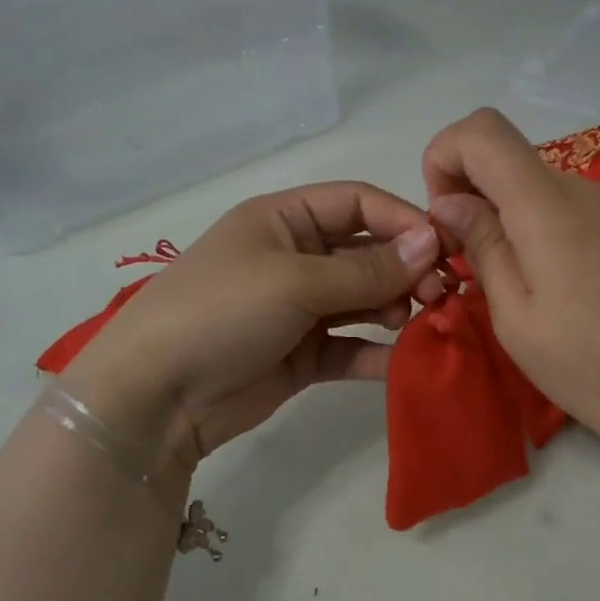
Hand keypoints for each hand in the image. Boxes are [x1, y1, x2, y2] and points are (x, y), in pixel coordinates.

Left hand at [62, 182, 439, 476]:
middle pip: (366, 253)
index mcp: (284, 220)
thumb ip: (366, 270)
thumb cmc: (221, 312)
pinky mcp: (302, 356)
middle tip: (437, 295)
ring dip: (395, 309)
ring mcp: (299, 310)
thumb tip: (431, 244)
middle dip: (405, 269)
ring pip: (363, 301)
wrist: (156, 396)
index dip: (402, 220)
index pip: (357, 204)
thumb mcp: (294, 281)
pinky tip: (404, 360)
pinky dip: (377, 353)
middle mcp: (294, 258)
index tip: (443, 248)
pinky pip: (350, 347)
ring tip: (418, 322)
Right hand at [421, 108, 599, 472]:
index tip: (445, 218)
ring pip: (544, 190)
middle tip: (473, 268)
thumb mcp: (517, 319)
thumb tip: (450, 202)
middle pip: (512, 161)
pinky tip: (566, 292)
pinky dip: (549, 233)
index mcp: (548, 206)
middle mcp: (588, 189)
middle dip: (475, 200)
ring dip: (513, 221)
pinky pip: (578, 212)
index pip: (482, 131)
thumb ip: (482, 247)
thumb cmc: (592, 367)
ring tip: (522, 289)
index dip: (444, 157)